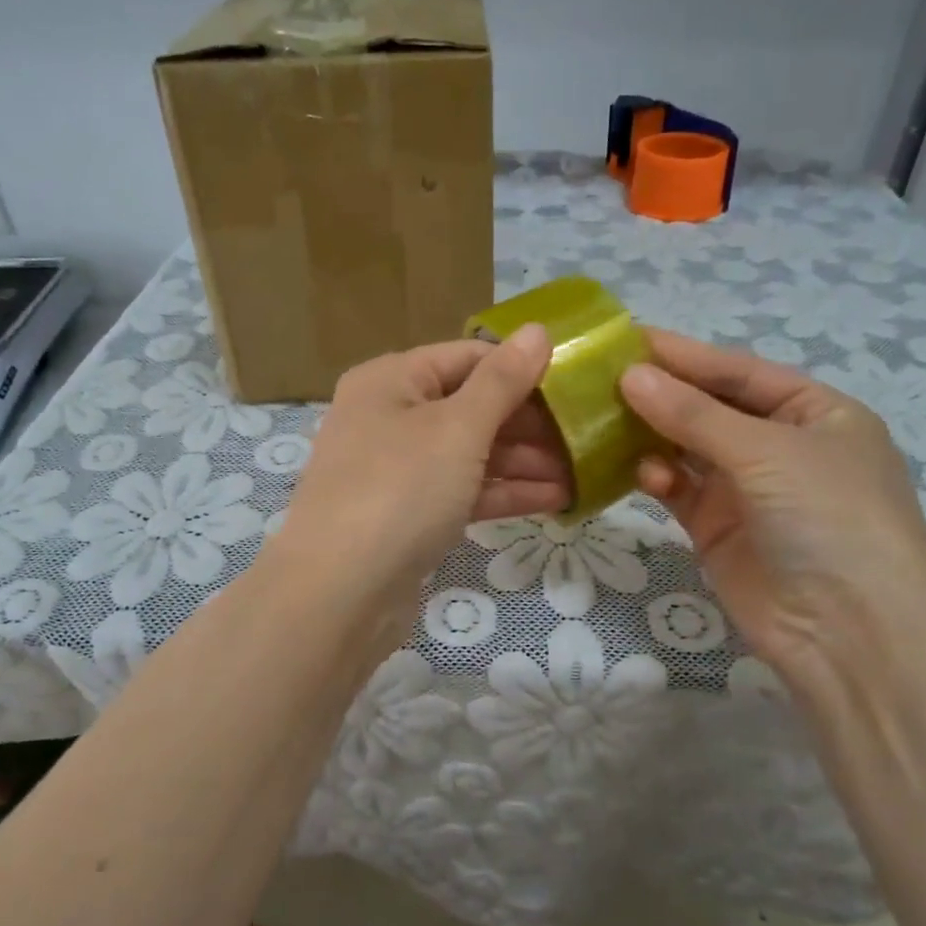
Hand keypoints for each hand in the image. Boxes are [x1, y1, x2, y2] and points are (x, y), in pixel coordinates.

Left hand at [271, 326, 565, 602]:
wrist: (339, 594)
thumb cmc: (400, 490)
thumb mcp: (458, 428)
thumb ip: (503, 381)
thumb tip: (538, 330)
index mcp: (391, 381)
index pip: (467, 358)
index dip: (521, 368)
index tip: (575, 384)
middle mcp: (388, 418)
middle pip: (470, 407)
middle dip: (528, 423)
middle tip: (586, 434)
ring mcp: (396, 471)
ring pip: (469, 454)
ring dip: (524, 462)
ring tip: (582, 471)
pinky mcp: (407, 516)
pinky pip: (462, 492)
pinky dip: (503, 494)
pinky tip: (556, 500)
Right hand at [618, 329, 925, 674]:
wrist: (849, 632)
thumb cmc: (828, 517)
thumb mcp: (766, 451)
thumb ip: (694, 414)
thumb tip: (630, 375)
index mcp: (815, 413)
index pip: (740, 372)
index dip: (686, 354)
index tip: (626, 338)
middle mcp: (781, 447)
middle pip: (710, 408)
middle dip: (663, 394)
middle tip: (602, 377)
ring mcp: (748, 490)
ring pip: (688, 448)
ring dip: (653, 434)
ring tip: (606, 419)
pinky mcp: (718, 529)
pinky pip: (679, 489)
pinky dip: (658, 476)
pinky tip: (640, 471)